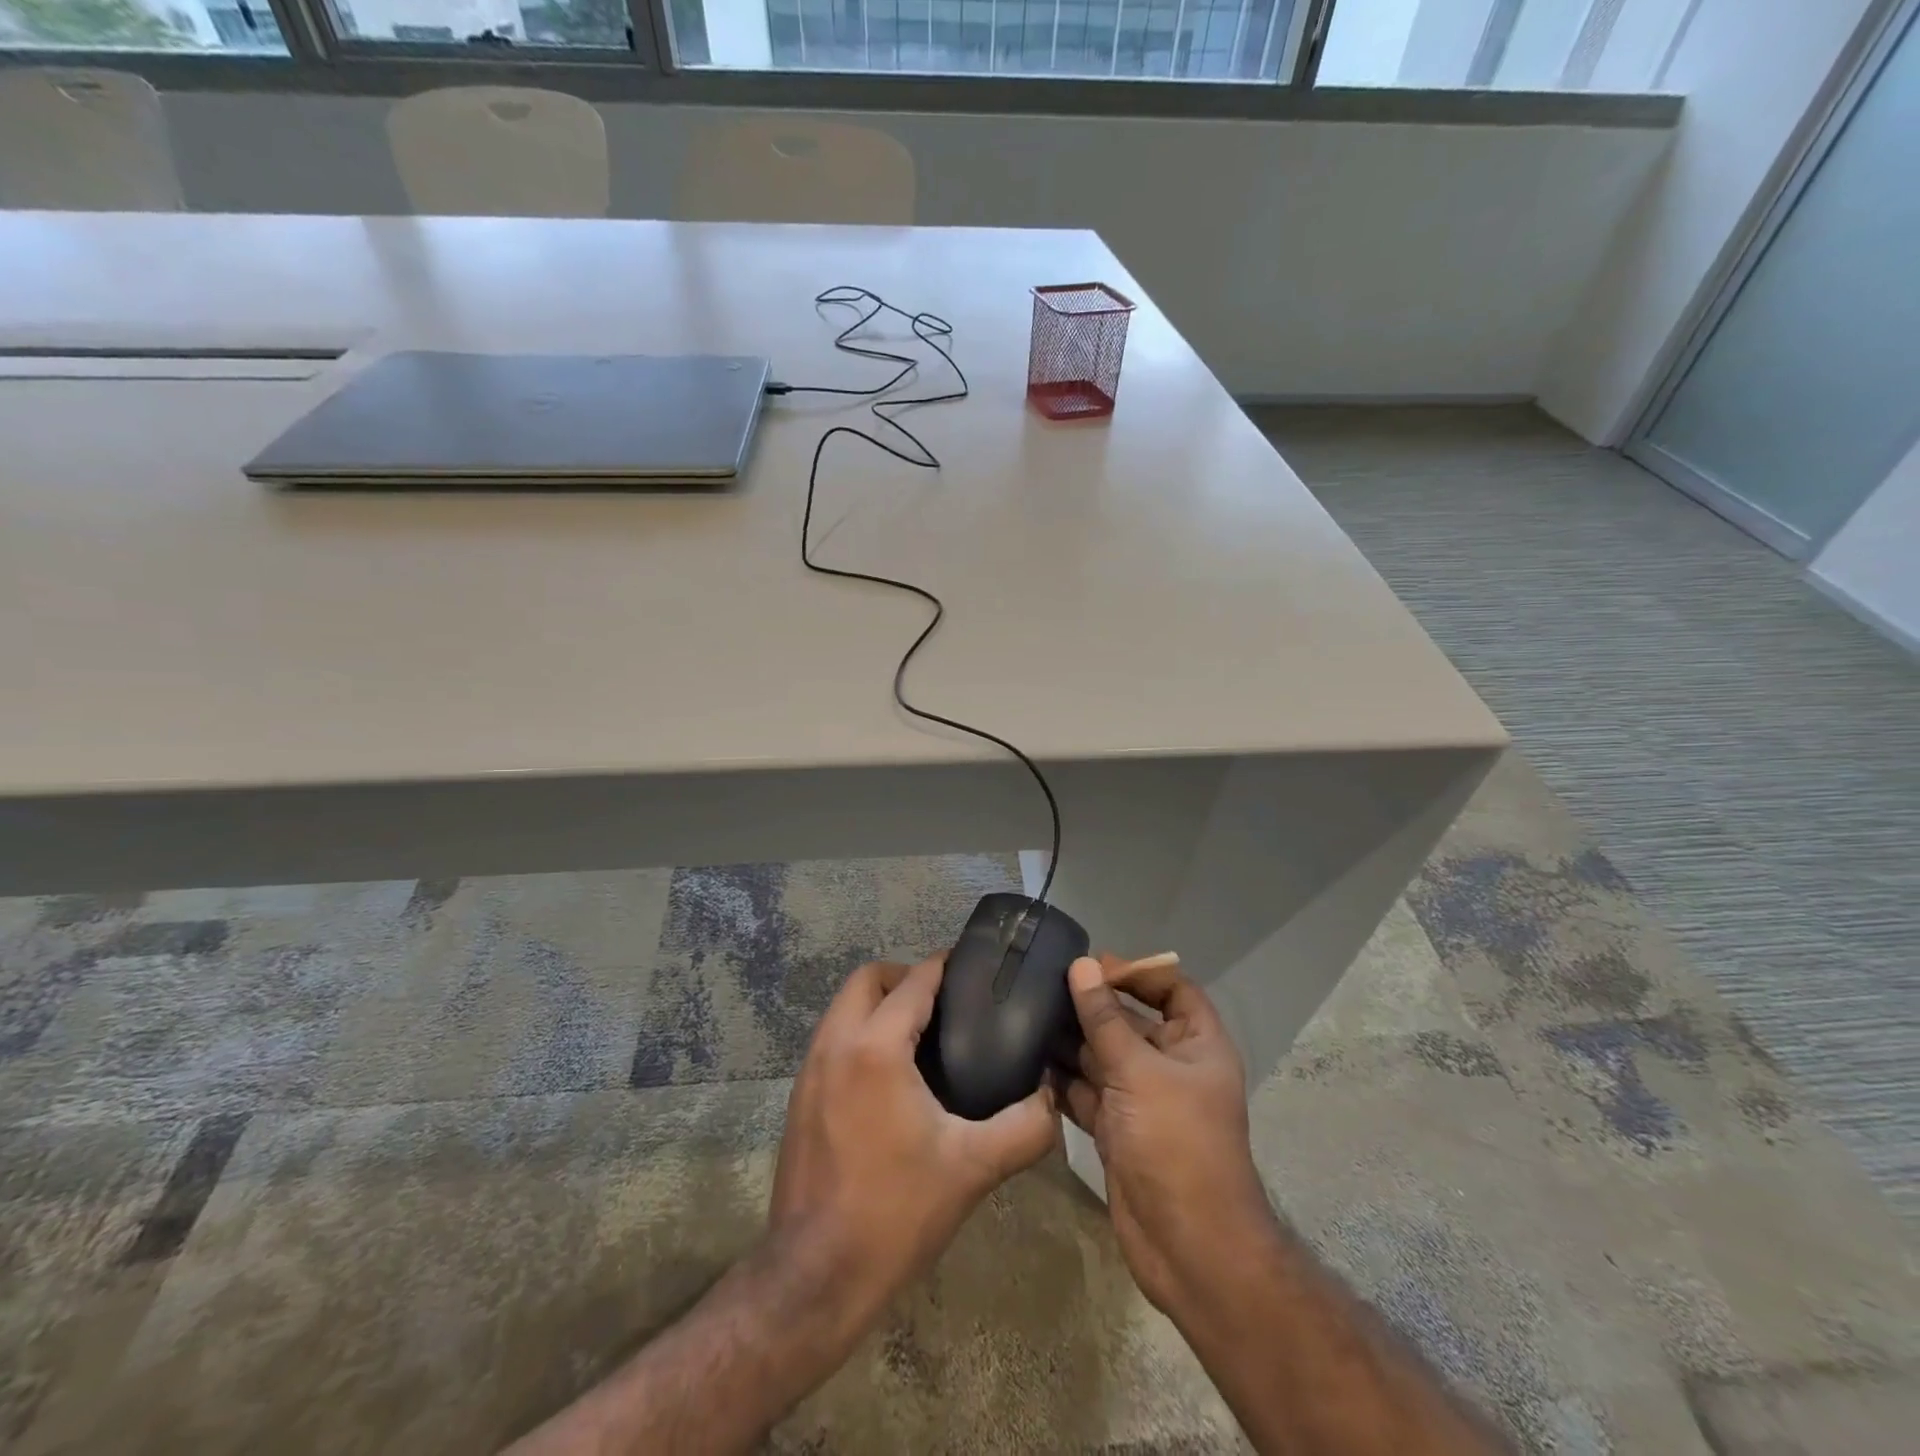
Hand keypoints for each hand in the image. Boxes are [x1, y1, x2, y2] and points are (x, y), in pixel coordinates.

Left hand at [769, 954, 1058, 1328]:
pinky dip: (859, 1032)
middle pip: (867, 979)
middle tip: (945, 1005)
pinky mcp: (798, 1096)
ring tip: (922, 1035)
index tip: (971, 967)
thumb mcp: (973, 1168)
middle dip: (905, 977)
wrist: (815, 1276)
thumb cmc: (896, 1212)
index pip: (913, 981)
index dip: (943, 966)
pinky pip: (832, 1038)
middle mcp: (835, 1044)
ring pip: (843, 1006)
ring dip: (879, 1004)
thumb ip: (1025, 1127)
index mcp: (876, 1047)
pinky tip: (889, 1074)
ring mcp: (809, 1069)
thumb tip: (1052, 1098)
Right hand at [1060, 953, 1271, 1314]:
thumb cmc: (1176, 1144)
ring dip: (1071, 1041)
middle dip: (1093, 1006)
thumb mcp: (1139, 1072)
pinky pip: (1088, 1092)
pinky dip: (1063, 1080)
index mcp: (1197, 1045)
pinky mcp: (1118, 1130)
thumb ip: (1105, 1019)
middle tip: (1044, 985)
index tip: (1093, 965)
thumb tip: (1082, 966)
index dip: (1138, 972)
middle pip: (1131, 1021)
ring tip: (1026, 1016)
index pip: (1173, 990)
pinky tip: (1029, 1062)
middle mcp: (1171, 1067)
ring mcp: (1143, 1100)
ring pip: (1104, 1057)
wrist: (1188, 1248)